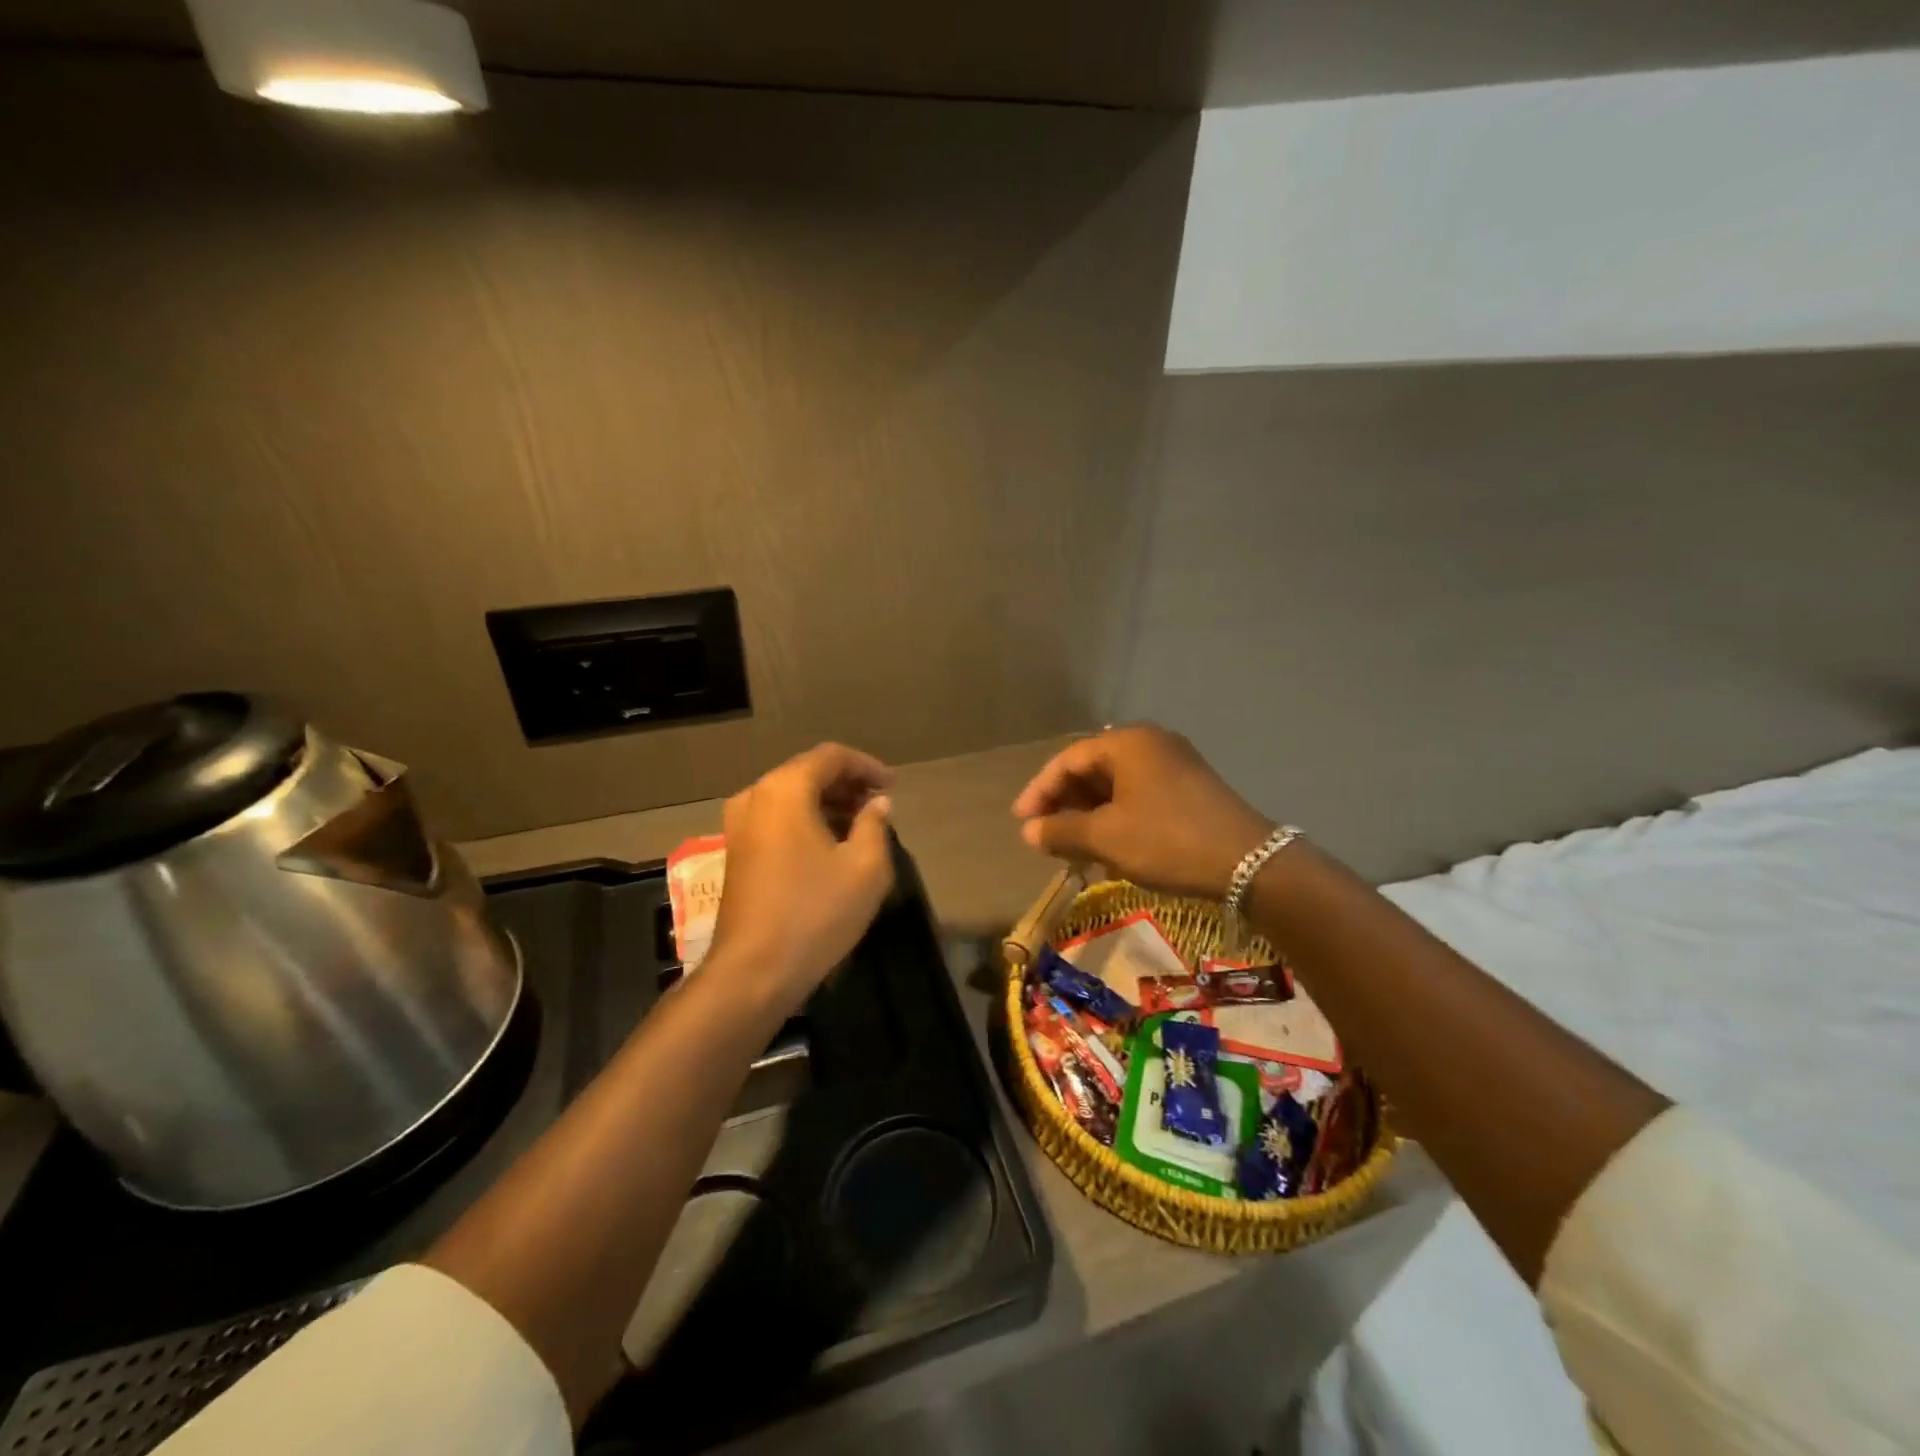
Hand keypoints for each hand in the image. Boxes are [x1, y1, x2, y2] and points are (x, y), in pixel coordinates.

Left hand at [706, 743, 896, 1012]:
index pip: (831, 757)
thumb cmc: (815, 913)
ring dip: (827, 803)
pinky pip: (776, 818)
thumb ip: (875, 825)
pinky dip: (805, 820)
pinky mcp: (735, 851)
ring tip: (861, 824)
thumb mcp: (865, 868)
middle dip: (846, 784)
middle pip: (806, 772)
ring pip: (790, 796)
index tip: (893, 786)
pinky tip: (830, 845)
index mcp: (784, 790)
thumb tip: (877, 804)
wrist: (753, 971)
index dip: (866, 766)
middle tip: (879, 804)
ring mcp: (739, 825)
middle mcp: (755, 796)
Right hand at [1011, 725, 1273, 900]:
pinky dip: (1116, 818)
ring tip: (1073, 848)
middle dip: (1064, 804)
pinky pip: (1138, 796)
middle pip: (1092, 769)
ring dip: (1089, 815)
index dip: (1039, 791)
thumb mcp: (1106, 837)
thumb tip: (1028, 832)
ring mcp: (1174, 764)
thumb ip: (1061, 831)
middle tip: (1045, 837)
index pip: (1068, 760)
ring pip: (1115, 786)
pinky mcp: (1189, 788)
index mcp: (1127, 743)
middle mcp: (1150, 743)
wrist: (1249, 863)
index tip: (1022, 822)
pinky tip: (1109, 849)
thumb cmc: (1167, 840)